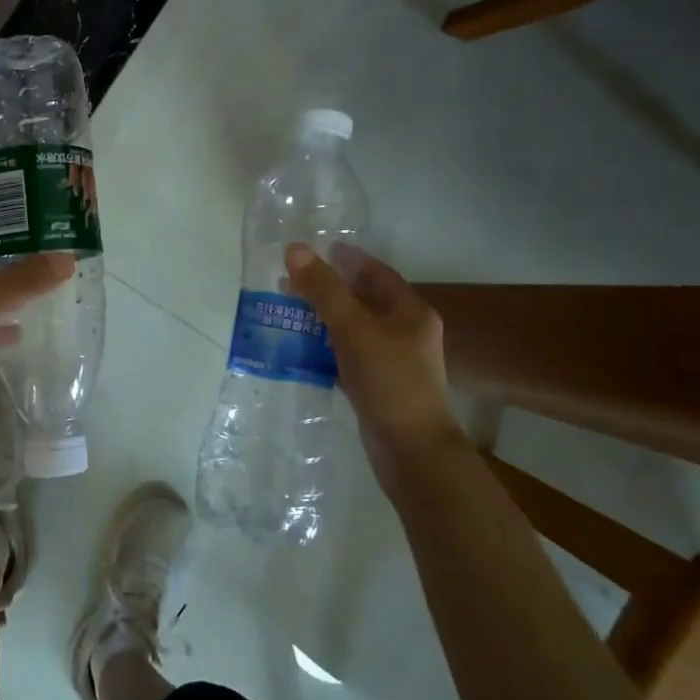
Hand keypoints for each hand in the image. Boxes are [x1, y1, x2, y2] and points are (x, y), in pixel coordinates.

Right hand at [285, 243, 466, 496]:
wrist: (412, 450)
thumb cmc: (389, 380)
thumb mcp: (353, 328)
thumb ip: (324, 289)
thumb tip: (295, 249)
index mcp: (410, 310)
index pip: (375, 272)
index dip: (345, 258)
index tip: (313, 250)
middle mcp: (405, 331)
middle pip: (362, 299)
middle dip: (327, 289)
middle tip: (289, 282)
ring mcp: (393, 360)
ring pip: (353, 328)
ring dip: (323, 319)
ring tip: (288, 312)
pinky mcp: (379, 385)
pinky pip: (348, 355)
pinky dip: (326, 348)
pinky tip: (301, 350)